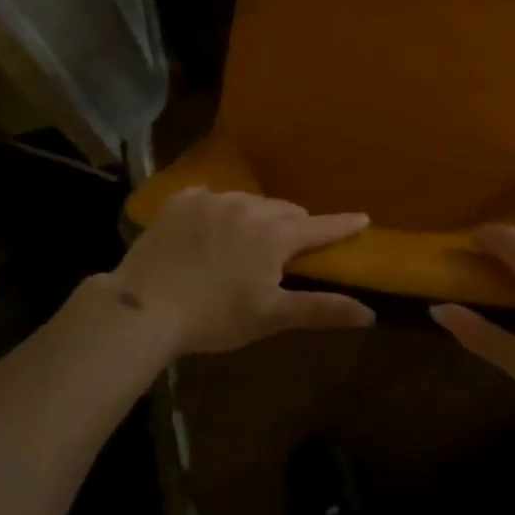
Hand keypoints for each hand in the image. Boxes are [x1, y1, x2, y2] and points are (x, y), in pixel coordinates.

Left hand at [101, 187, 373, 356]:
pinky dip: (217, 211)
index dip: (342, 225)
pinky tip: (208, 226)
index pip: (319, 226)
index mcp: (276, 234)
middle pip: (284, 211)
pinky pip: (209, 197)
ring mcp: (213, 199)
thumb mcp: (272, 316)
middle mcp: (250, 206)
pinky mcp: (182, 201)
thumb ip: (322, 309)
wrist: (145, 305)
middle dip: (294, 225)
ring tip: (246, 240)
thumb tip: (369, 313)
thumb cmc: (216, 316)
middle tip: (291, 245)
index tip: (363, 217)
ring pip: (248, 202)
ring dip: (256, 217)